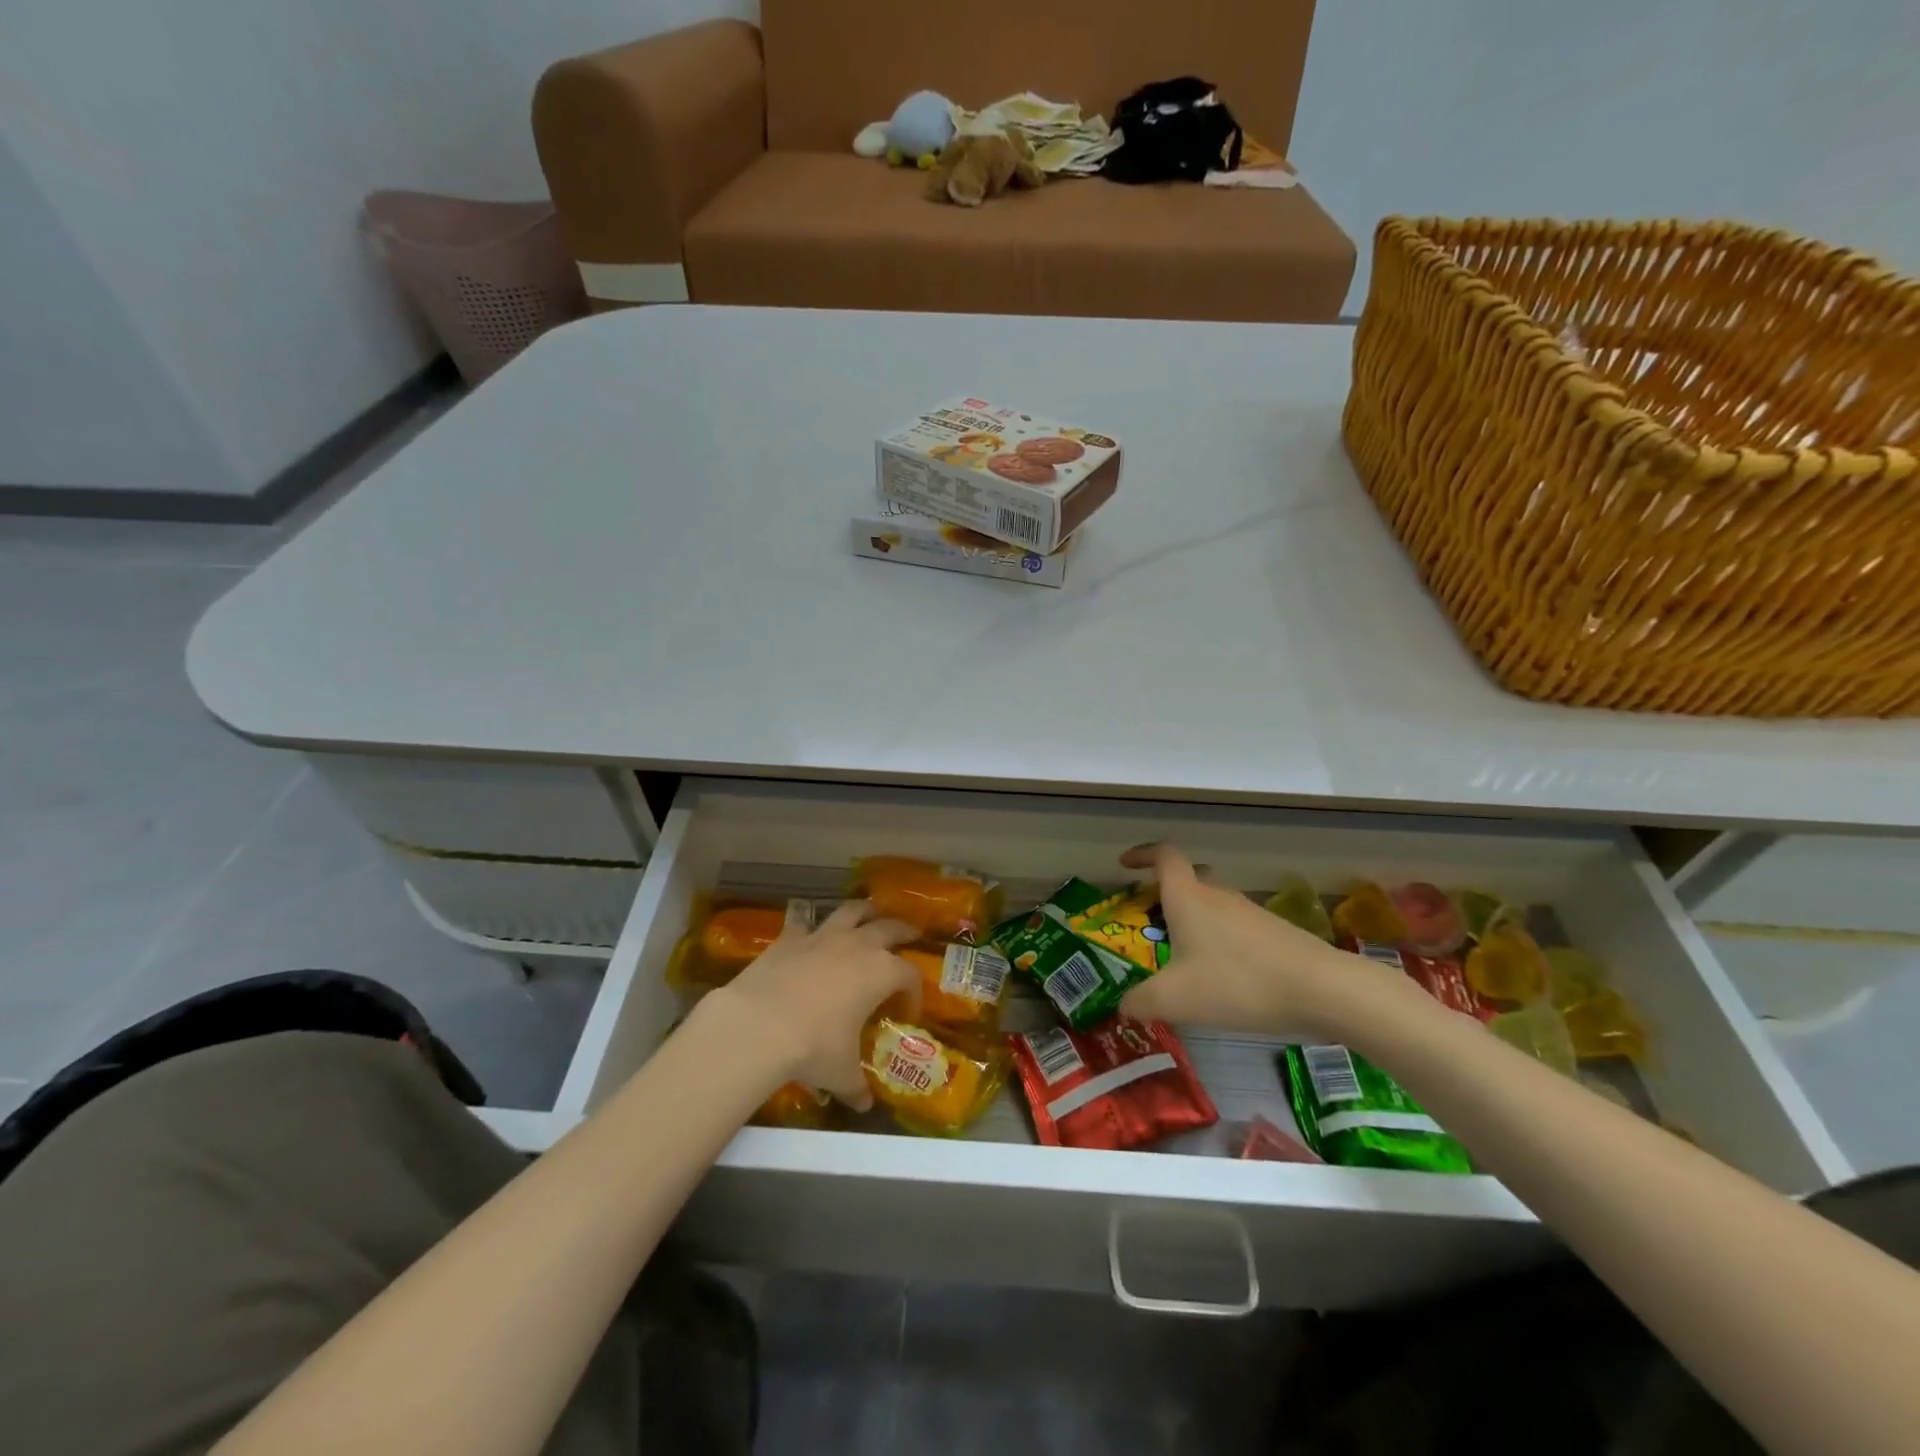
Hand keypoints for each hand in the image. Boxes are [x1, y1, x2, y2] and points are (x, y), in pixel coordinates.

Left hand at [705, 900, 918, 1110]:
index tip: (908, 1009)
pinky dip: (810, 924)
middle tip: (911, 935)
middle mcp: (857, 946)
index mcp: (881, 973)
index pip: (909, 975)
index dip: (914, 991)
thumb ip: (856, 1086)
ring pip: (852, 911)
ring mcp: (822, 936)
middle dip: (903, 931)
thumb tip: (863, 1105)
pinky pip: (804, 921)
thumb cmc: (813, 1048)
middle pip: (889, 928)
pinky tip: (809, 928)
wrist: (759, 1024)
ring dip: (865, 912)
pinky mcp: (790, 937)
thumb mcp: (841, 1073)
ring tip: (870, 914)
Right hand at [1116, 843, 1381, 1036]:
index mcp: (1188, 897)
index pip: (1163, 856)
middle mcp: (1218, 896)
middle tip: (1151, 917)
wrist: (1321, 990)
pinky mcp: (1275, 935)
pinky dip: (1220, 943)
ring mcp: (1250, 913)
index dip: (1142, 854)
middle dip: (1168, 892)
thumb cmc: (1237, 982)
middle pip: (1190, 878)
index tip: (1125, 864)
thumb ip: (1141, 1002)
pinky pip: (1236, 929)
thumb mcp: (1176, 999)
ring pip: (1214, 906)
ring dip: (1195, 922)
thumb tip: (1123, 1005)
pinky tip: (1222, 979)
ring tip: (1182, 959)